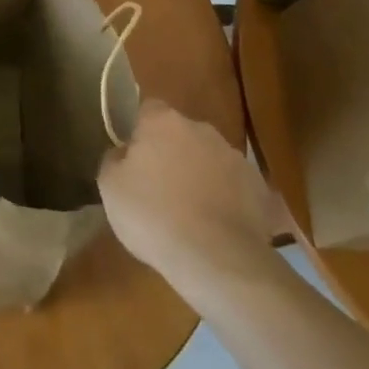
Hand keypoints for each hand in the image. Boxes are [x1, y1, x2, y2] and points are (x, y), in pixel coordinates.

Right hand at [98, 100, 278, 300]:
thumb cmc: (152, 215)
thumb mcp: (110, 187)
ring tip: (191, 212)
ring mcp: (234, 156)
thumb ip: (114, 159)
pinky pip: (233, 186)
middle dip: (172, 153)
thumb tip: (124, 153)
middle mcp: (201, 129)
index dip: (140, 132)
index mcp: (162, 121)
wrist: (216, 258)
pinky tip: (216, 226)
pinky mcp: (258, 187)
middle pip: (181, 133)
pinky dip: (225, 199)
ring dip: (200, 175)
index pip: (148, 110)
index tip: (135, 159)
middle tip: (160, 187)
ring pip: (209, 158)